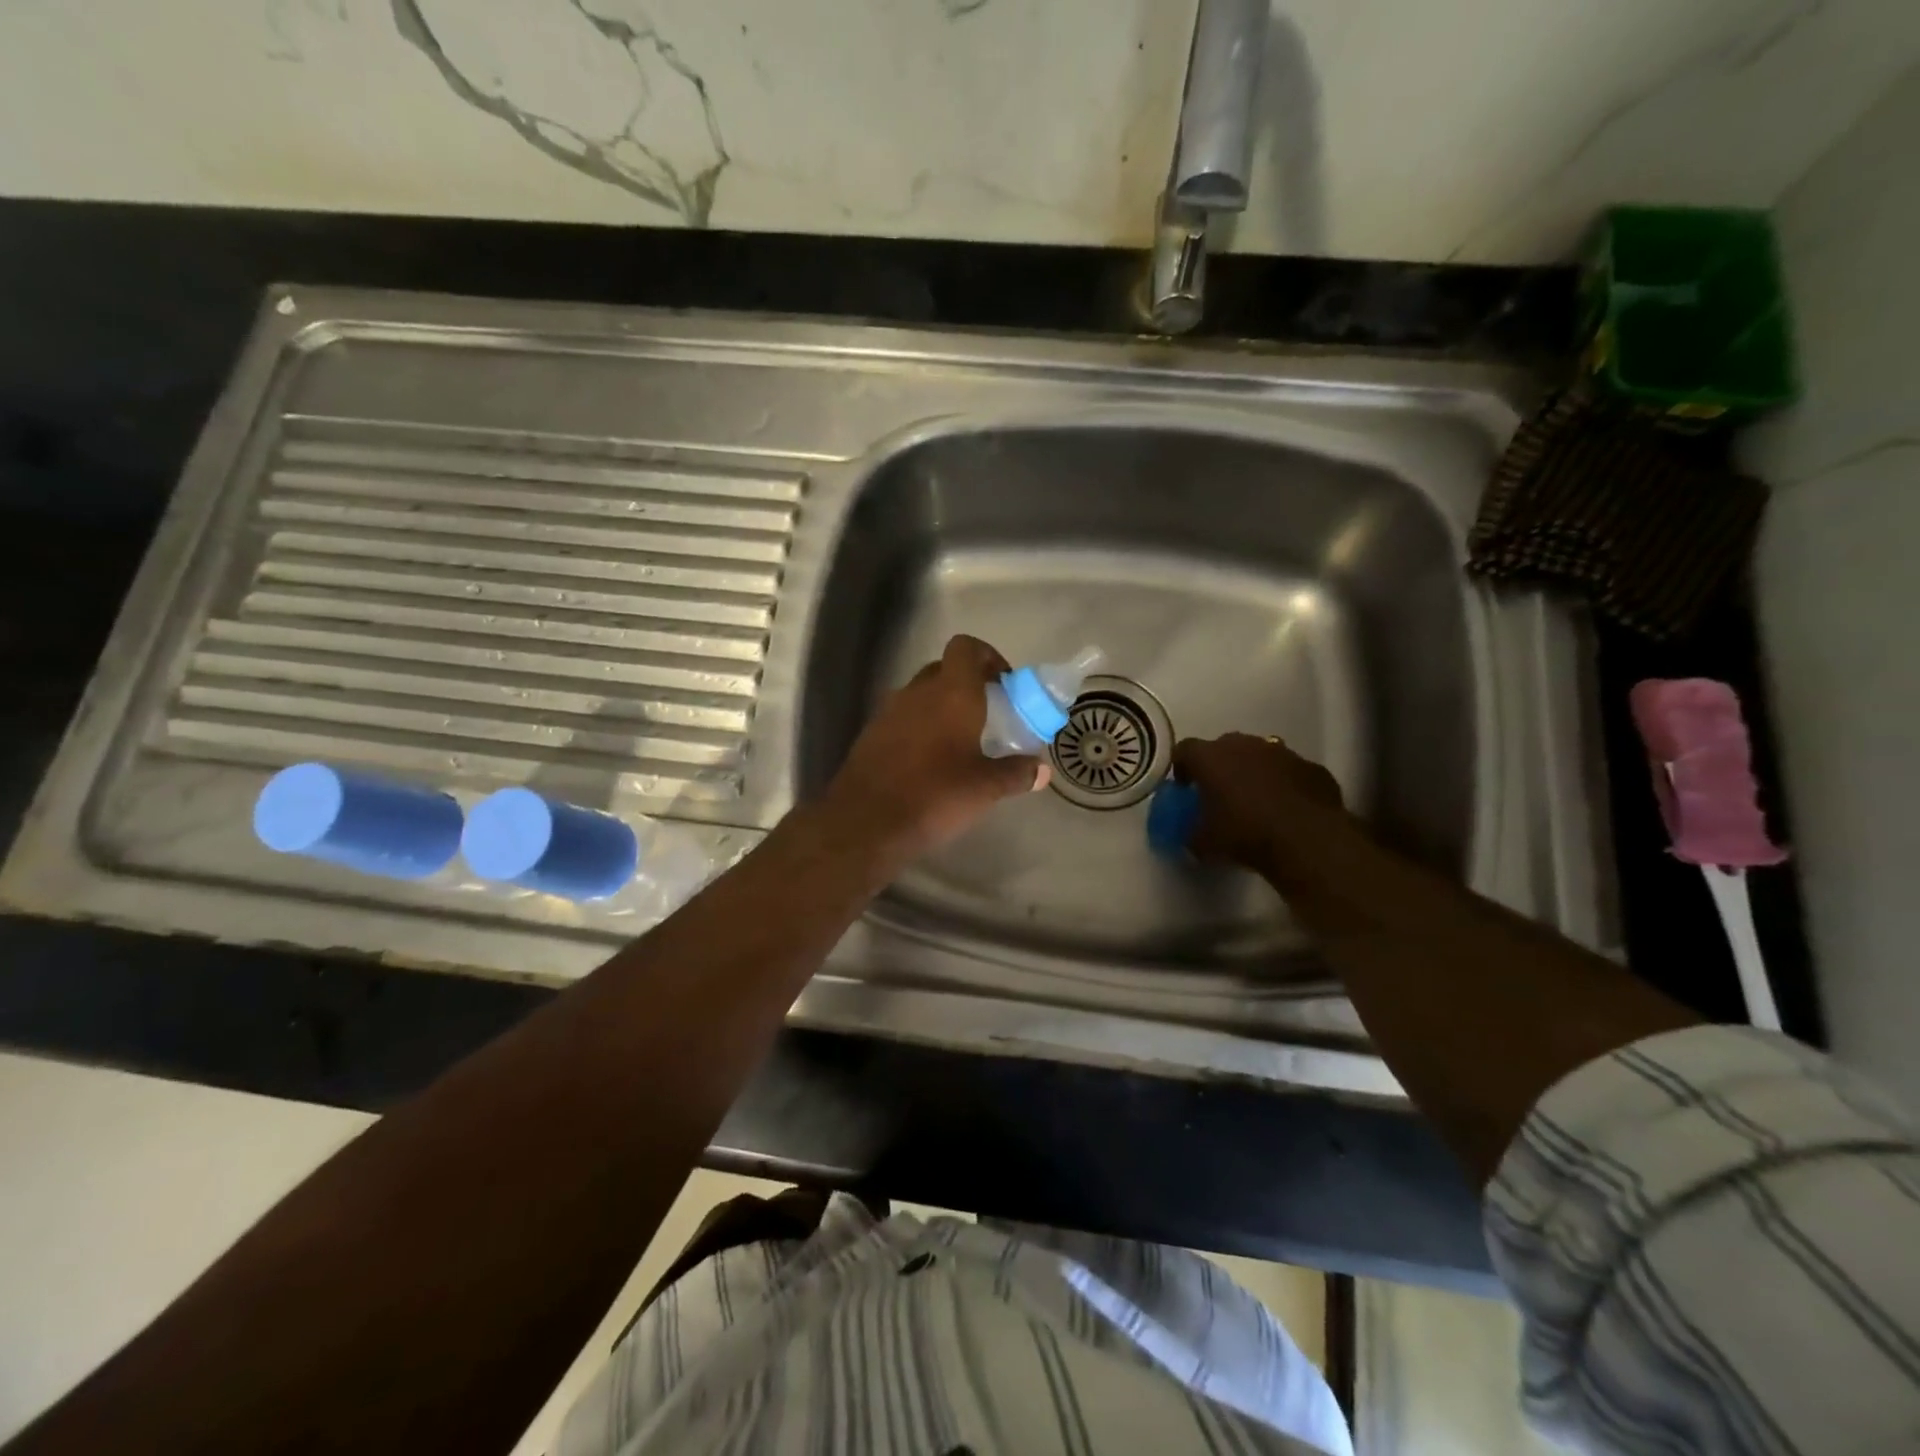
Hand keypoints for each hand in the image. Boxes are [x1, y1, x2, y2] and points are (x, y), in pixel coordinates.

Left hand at [824, 635, 1050, 858]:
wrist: (865, 822)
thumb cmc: (934, 795)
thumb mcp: (985, 788)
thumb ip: (1016, 774)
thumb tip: (1041, 771)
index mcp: (951, 693)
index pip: (966, 647)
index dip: (987, 657)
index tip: (1004, 683)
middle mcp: (918, 692)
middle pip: (945, 669)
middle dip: (968, 683)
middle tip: (989, 713)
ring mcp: (889, 711)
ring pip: (922, 694)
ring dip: (942, 706)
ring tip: (962, 740)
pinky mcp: (871, 734)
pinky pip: (903, 718)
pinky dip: (921, 727)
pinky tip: (932, 761)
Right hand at [1171, 732, 1348, 870]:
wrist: (1308, 840)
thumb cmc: (1245, 834)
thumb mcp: (1203, 842)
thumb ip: (1191, 831)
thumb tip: (1191, 833)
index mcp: (1210, 757)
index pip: (1184, 749)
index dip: (1182, 768)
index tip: (1185, 789)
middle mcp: (1244, 745)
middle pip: (1223, 747)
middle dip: (1219, 767)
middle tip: (1220, 794)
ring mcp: (1281, 752)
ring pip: (1259, 755)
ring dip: (1253, 772)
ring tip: (1256, 802)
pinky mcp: (1311, 767)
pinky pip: (1289, 771)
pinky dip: (1284, 784)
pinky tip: (1286, 809)